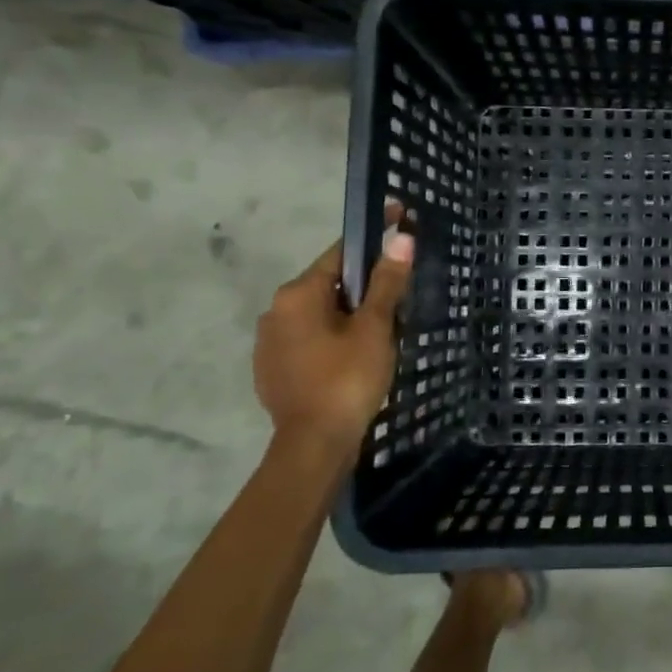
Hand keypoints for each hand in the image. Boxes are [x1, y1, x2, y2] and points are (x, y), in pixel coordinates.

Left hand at [253, 208, 414, 459]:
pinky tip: (355, 357)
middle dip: (363, 286)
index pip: (341, 253)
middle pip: (329, 284)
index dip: (374, 241)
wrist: (314, 445)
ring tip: (383, 330)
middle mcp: (275, 311)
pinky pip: (310, 340)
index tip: (401, 227)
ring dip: (348, 315)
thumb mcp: (375, 327)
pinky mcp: (272, 370)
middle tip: (400, 298)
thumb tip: (401, 237)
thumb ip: (386, 282)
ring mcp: (269, 342)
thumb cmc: (348, 378)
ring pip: (319, 314)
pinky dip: (333, 339)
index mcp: (297, 294)